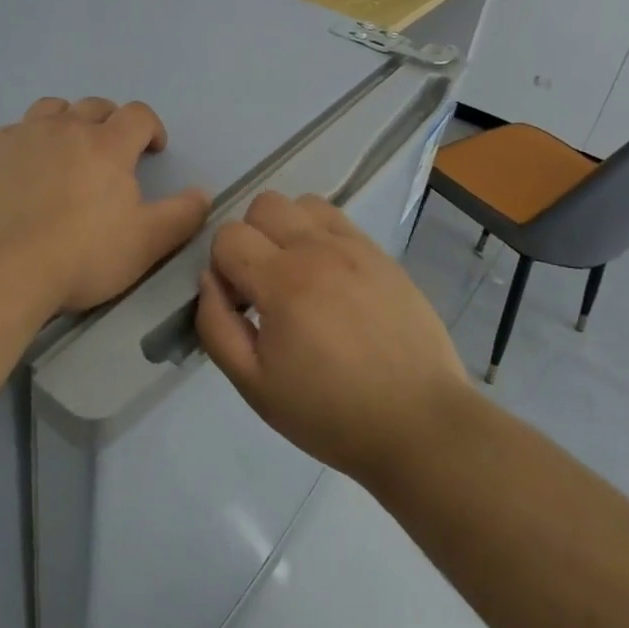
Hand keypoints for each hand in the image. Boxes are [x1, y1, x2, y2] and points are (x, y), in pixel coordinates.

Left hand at [0, 97, 210, 320]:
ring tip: (68, 151)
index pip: (138, 115)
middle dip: (111, 123)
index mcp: (106, 144)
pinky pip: (12, 131)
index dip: (151, 128)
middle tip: (113, 154)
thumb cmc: (79, 258)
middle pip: (95, 106)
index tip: (153, 151)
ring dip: (68, 122)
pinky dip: (27, 141)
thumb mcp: (146, 244)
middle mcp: (64, 128)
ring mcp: (21, 137)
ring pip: (51, 109)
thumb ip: (182, 215)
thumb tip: (203, 193)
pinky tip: (24, 168)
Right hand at [196, 192, 469, 486]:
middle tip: (264, 287)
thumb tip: (209, 280)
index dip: (222, 268)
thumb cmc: (330, 413)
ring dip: (287, 229)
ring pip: (303, 203)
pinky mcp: (382, 256)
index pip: (228, 235)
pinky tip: (331, 278)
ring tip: (298, 276)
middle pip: (264, 204)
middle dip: (251, 239)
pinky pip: (339, 220)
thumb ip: (216, 326)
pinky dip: (321, 235)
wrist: (419, 424)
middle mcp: (317, 249)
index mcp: (282, 281)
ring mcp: (355, 248)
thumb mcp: (254, 385)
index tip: (240, 306)